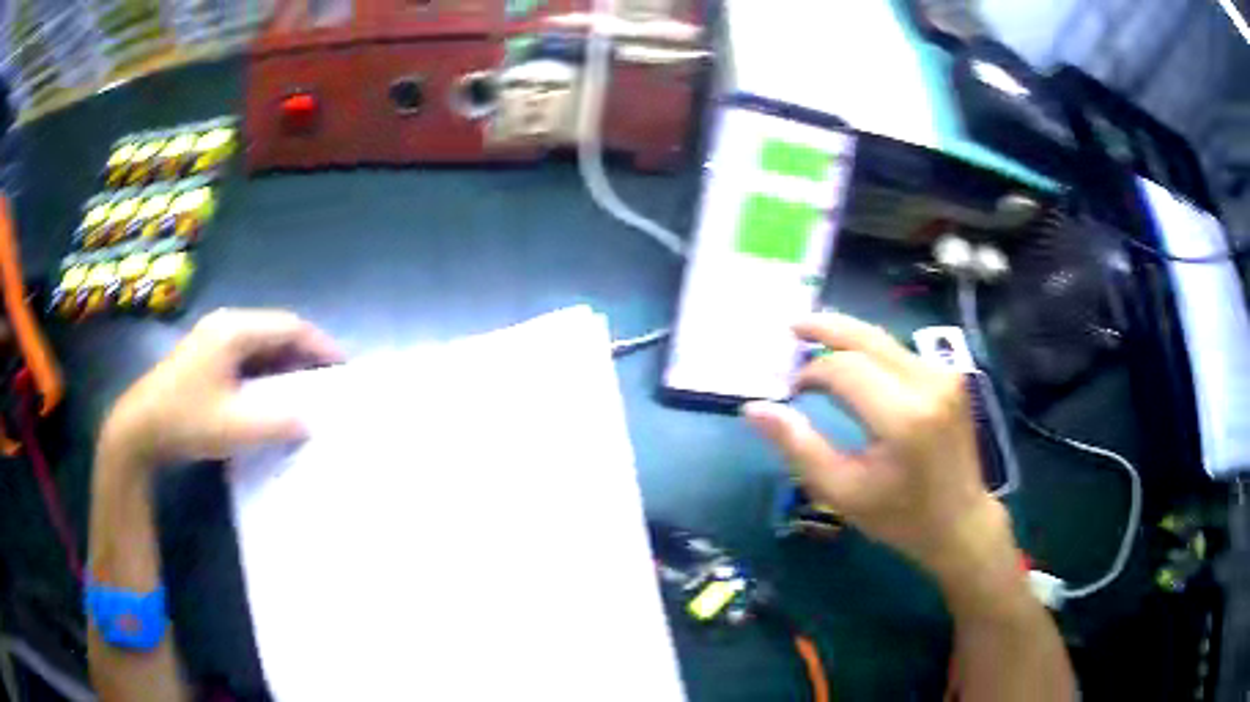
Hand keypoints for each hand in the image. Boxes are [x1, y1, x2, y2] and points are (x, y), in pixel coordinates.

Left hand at [98, 309, 343, 471]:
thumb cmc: (186, 421)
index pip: (288, 327)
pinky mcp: (204, 356)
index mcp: (234, 331)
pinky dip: (265, 371)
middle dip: (304, 353)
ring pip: (260, 343)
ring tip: (306, 388)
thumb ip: (278, 423)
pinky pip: (245, 356)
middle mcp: (225, 325)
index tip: (343, 367)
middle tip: (328, 380)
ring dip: (284, 363)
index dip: (319, 344)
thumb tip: (311, 421)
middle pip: (275, 331)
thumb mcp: (235, 428)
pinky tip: (271, 393)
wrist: (139, 428)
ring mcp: (212, 339)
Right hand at [744, 314, 1016, 588]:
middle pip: (867, 338)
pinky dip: (872, 352)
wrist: (961, 521)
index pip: (843, 369)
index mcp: (903, 417)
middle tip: (792, 326)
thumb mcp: (841, 492)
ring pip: (885, 340)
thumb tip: (755, 408)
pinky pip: (901, 353)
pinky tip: (854, 361)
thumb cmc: (900, 516)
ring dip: (848, 338)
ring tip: (815, 338)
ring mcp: (945, 375)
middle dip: (826, 327)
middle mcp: (928, 383)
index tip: (792, 391)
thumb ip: (797, 446)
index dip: (811, 372)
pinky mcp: (951, 376)